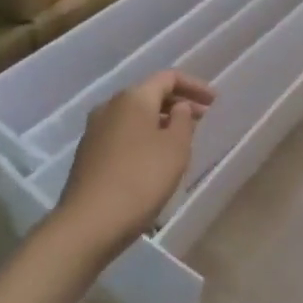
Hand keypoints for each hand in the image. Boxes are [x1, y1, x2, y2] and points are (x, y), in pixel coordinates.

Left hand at [56, 71, 214, 258]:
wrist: (88, 224)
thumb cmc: (141, 179)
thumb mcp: (176, 148)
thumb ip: (183, 120)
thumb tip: (178, 107)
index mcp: (133, 98)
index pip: (168, 77)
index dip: (195, 85)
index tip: (214, 101)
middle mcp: (110, 106)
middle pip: (149, 94)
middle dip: (178, 103)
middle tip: (202, 118)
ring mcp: (95, 131)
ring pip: (135, 115)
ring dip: (160, 121)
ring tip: (181, 138)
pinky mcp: (88, 154)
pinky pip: (123, 134)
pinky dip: (143, 136)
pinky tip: (154, 158)